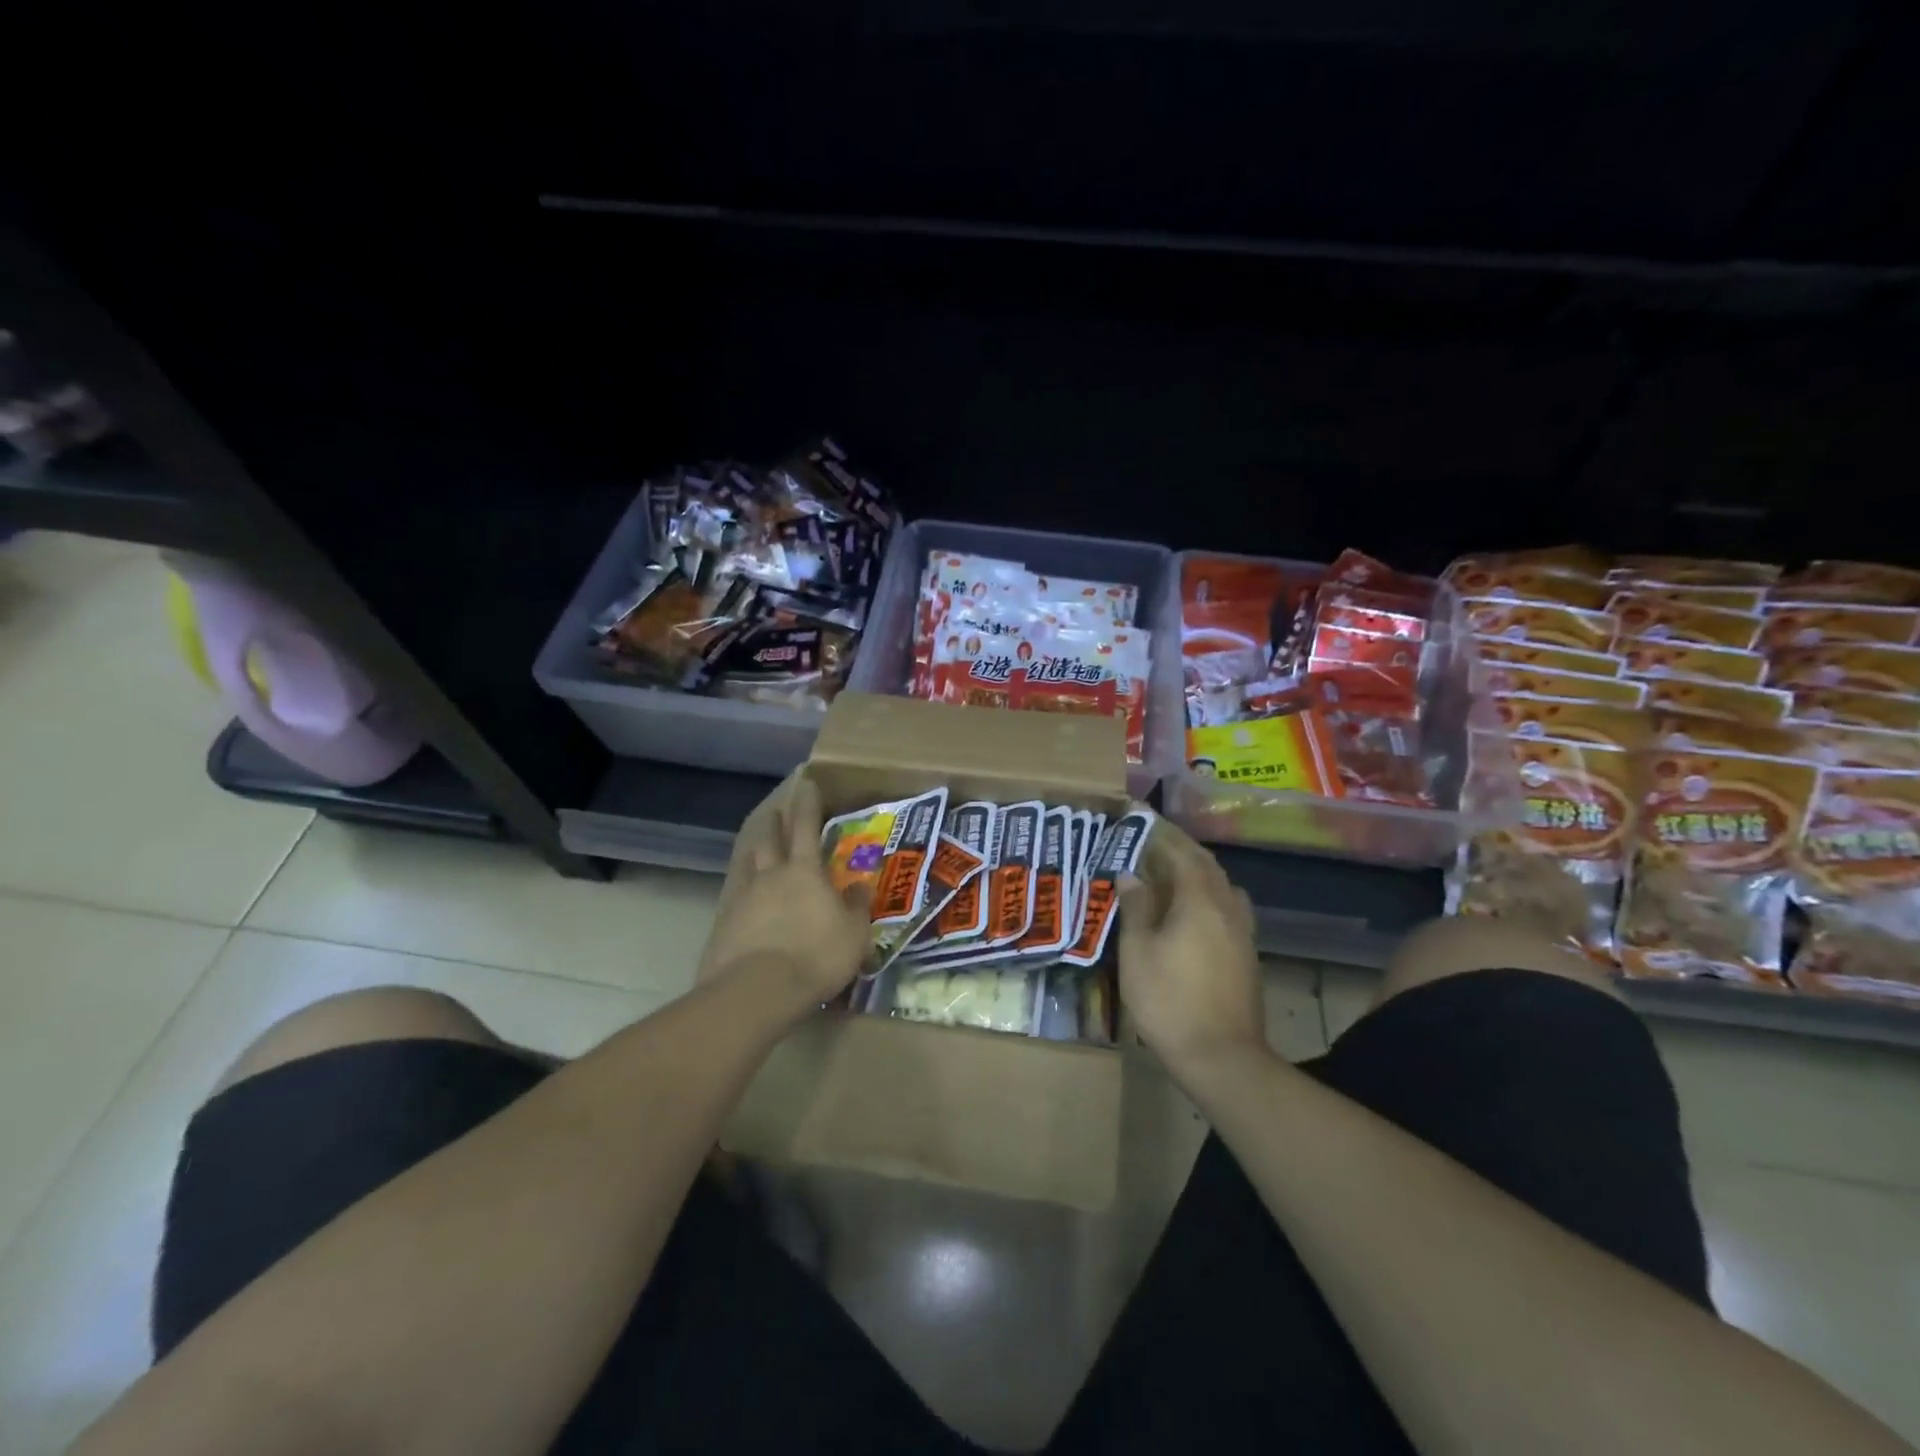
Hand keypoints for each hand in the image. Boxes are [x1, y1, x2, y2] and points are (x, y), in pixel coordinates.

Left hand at [698, 772, 871, 1019]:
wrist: (758, 991)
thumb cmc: (816, 956)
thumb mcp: (853, 934)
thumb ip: (857, 907)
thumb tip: (860, 886)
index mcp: (805, 871)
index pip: (807, 827)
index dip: (808, 803)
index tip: (806, 783)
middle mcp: (771, 875)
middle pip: (770, 839)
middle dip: (775, 822)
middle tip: (776, 809)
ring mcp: (743, 898)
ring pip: (749, 863)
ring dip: (755, 849)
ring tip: (758, 844)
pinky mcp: (724, 924)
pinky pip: (736, 894)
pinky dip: (743, 887)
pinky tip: (745, 894)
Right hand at [1118, 822, 1265, 1071]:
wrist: (1222, 1057)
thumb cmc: (1169, 1001)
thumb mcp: (1138, 952)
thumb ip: (1136, 908)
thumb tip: (1131, 874)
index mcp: (1199, 900)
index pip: (1180, 851)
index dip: (1158, 831)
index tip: (1137, 814)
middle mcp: (1226, 907)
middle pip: (1204, 864)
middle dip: (1178, 846)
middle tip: (1150, 837)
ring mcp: (1242, 931)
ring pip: (1220, 885)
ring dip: (1195, 869)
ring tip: (1168, 869)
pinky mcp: (1246, 952)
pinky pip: (1226, 906)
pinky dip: (1206, 892)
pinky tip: (1190, 908)